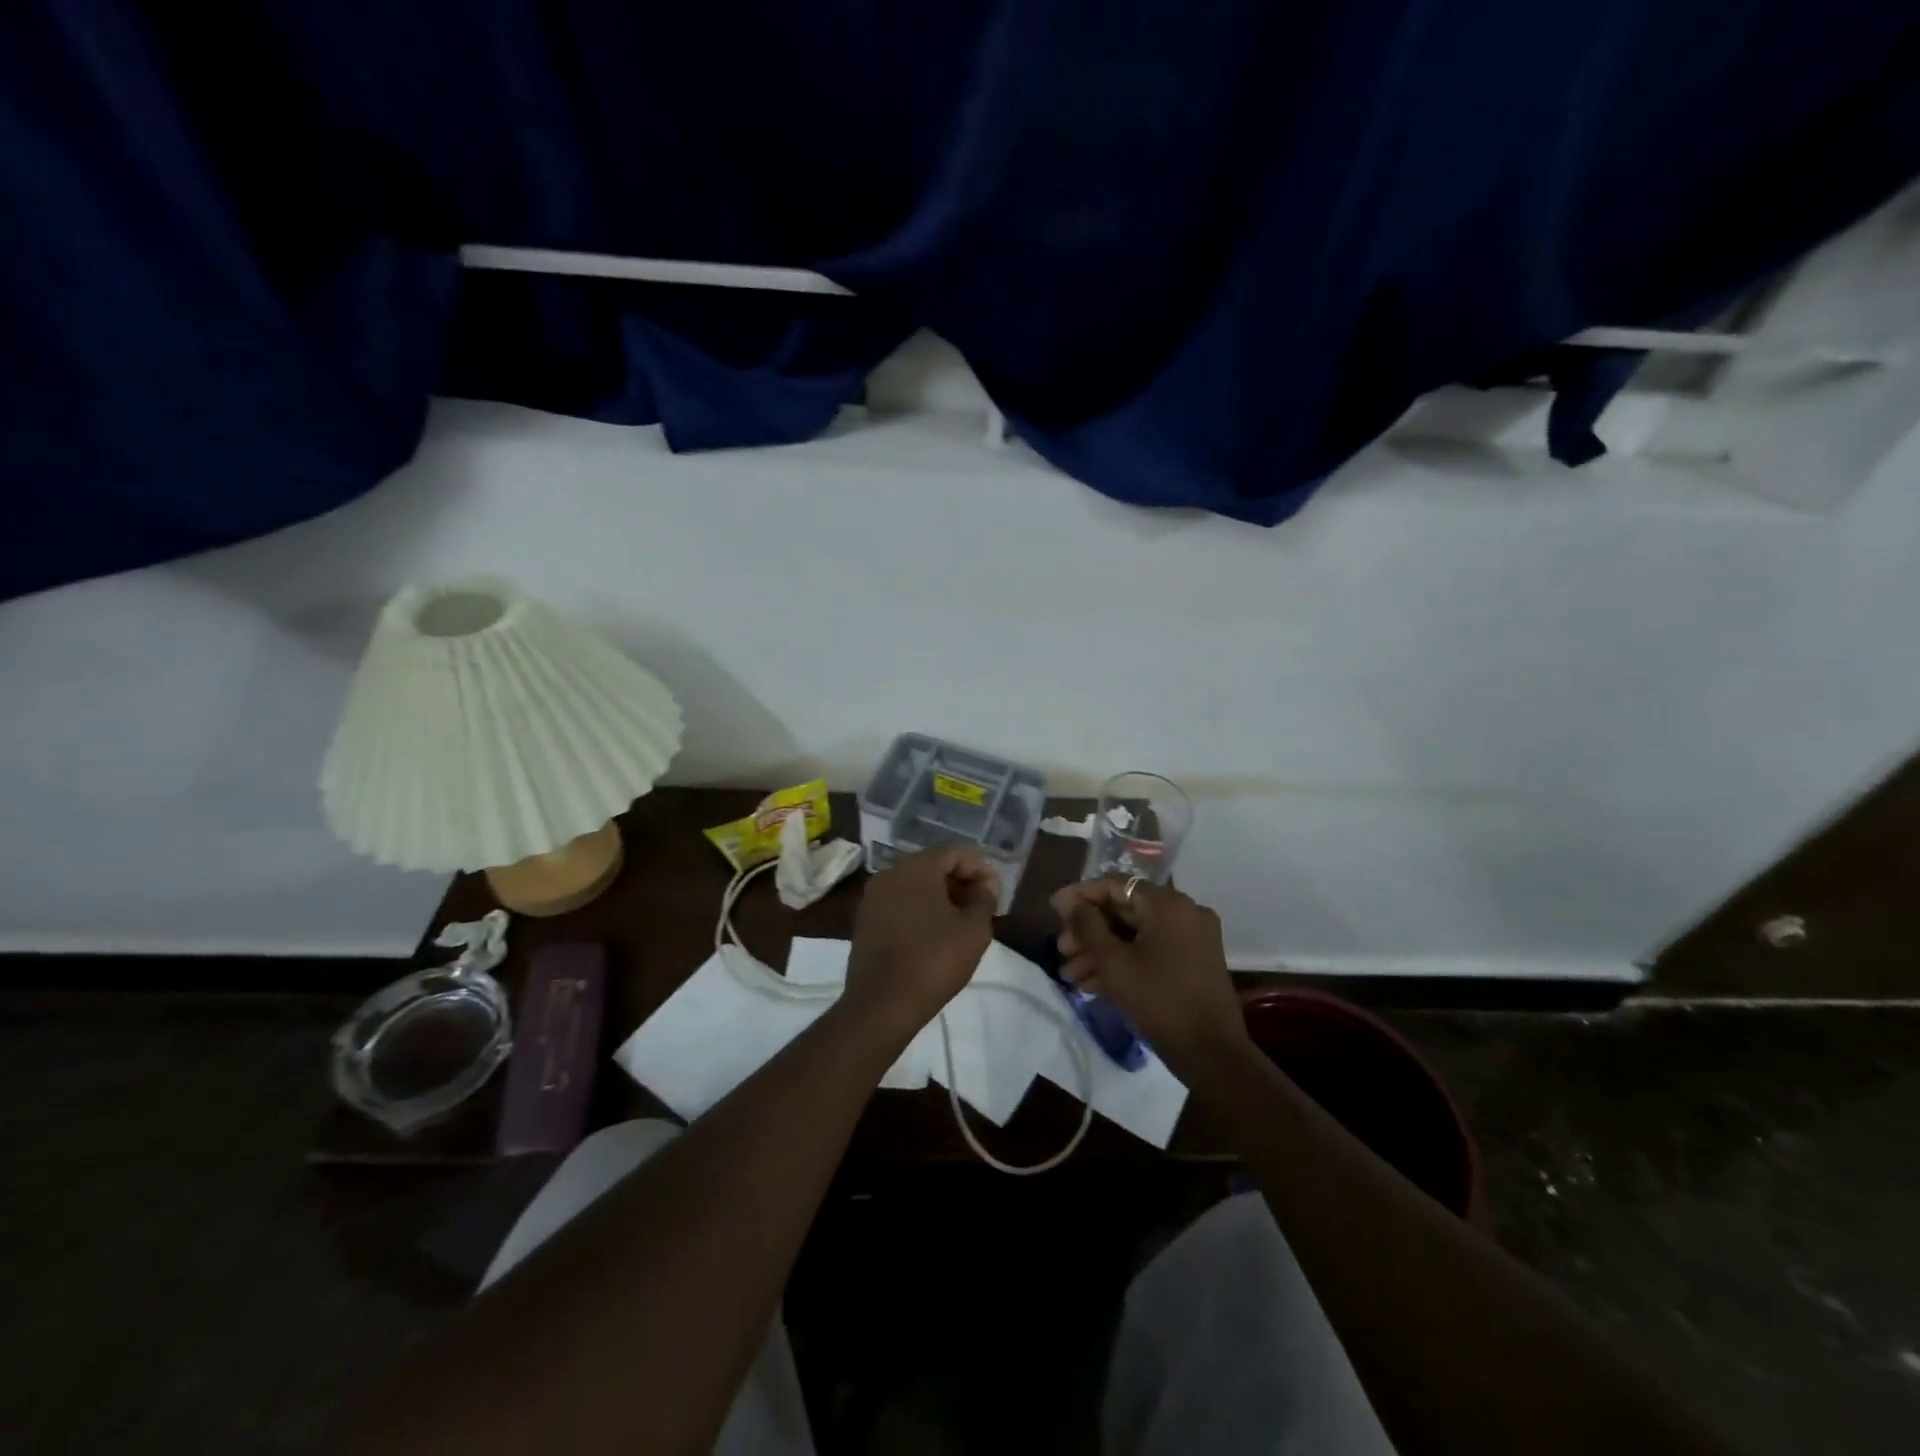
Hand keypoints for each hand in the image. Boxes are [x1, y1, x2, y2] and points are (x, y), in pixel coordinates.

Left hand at [843, 845, 999, 1036]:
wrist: (882, 1004)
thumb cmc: (934, 960)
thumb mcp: (974, 930)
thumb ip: (984, 899)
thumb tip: (985, 885)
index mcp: (916, 867)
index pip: (954, 852)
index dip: (980, 867)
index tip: (995, 892)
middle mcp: (890, 873)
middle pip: (932, 865)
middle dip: (960, 880)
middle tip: (982, 905)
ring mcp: (873, 897)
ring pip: (914, 884)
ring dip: (941, 896)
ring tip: (962, 921)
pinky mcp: (865, 921)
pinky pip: (899, 903)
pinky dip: (920, 909)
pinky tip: (936, 933)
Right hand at [1050, 877, 1248, 1067]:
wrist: (1212, 1054)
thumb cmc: (1159, 1000)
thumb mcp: (1114, 962)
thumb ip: (1087, 925)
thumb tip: (1069, 902)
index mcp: (1168, 904)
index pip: (1115, 886)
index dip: (1080, 896)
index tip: (1053, 909)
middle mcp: (1184, 912)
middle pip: (1125, 910)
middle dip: (1089, 931)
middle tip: (1061, 950)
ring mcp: (1192, 938)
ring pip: (1136, 934)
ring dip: (1102, 950)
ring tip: (1070, 974)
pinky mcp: (1194, 962)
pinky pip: (1152, 950)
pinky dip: (1125, 961)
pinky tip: (1093, 984)